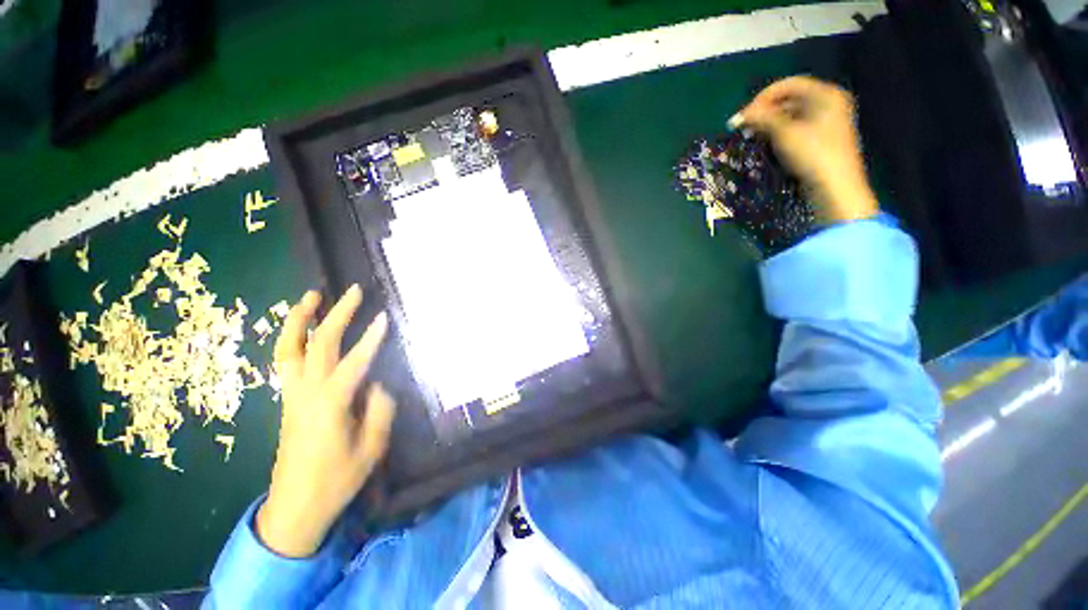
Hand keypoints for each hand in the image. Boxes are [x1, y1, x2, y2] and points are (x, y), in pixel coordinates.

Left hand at [256, 286, 395, 557]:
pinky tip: (302, 329)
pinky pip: (286, 361)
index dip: (372, 339)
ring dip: (299, 320)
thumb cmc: (336, 481)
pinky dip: (292, 338)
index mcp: (330, 405)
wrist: (294, 507)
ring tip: (311, 297)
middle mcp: (306, 393)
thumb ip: (379, 410)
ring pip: (289, 349)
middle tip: (353, 292)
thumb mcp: (371, 448)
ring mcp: (292, 395)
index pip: (354, 362)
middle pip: (318, 345)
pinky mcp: (288, 401)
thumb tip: (378, 385)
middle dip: (336, 315)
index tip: (385, 317)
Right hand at [735, 76, 878, 222]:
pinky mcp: (820, 139)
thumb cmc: (813, 154)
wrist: (834, 187)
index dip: (763, 98)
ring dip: (769, 124)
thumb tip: (740, 115)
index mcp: (825, 94)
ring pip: (791, 115)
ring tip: (752, 136)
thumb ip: (763, 119)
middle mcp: (828, 103)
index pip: (788, 85)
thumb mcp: (785, 133)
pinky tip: (766, 143)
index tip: (744, 115)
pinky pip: (795, 128)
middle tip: (745, 128)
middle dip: (765, 112)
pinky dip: (779, 133)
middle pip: (789, 99)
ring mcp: (826, 121)